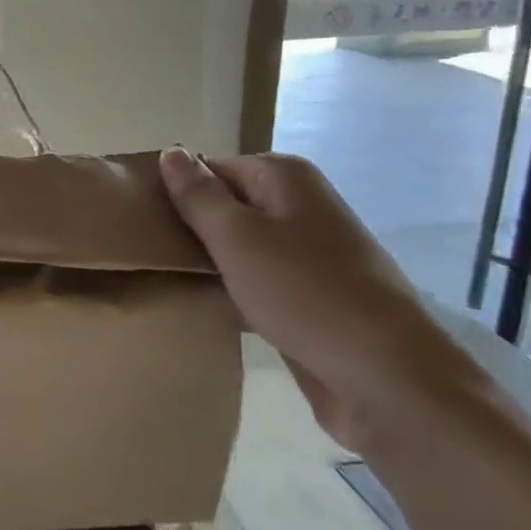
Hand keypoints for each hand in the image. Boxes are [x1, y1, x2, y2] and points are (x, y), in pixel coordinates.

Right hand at [158, 147, 488, 453]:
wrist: (388, 378)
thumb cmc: (305, 293)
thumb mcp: (237, 236)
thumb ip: (198, 194)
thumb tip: (171, 151)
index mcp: (285, 177)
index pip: (210, 168)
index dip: (176, 192)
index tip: (142, 222)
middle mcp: (301, 205)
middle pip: (227, 205)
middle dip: (191, 228)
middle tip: (149, 253)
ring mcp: (311, 252)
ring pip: (241, 246)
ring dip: (210, 262)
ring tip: (168, 279)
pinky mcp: (313, 295)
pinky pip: (259, 280)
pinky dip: (235, 289)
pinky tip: (207, 306)